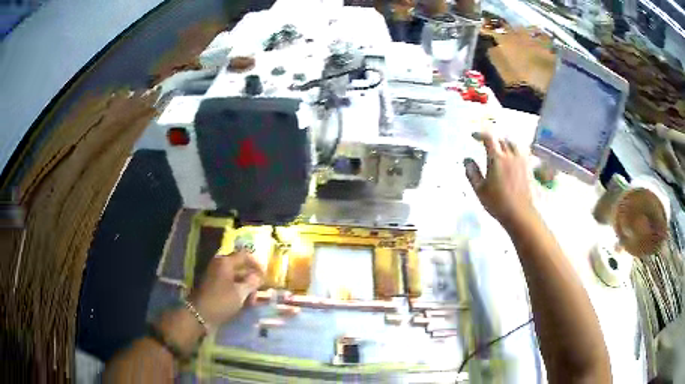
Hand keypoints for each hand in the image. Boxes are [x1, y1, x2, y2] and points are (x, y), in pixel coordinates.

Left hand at [189, 250, 263, 328]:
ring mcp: (215, 275)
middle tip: (260, 291)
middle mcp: (220, 264)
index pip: (245, 256)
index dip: (257, 264)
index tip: (265, 275)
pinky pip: (229, 284)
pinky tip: (244, 302)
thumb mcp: (240, 293)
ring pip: (235, 277)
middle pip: (240, 267)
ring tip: (252, 300)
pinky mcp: (213, 285)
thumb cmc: (222, 301)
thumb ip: (251, 282)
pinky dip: (238, 290)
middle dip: (251, 279)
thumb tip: (258, 276)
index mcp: (226, 262)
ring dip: (245, 287)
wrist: (200, 313)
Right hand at [464, 132, 534, 226]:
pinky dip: (513, 151)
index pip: (488, 138)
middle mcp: (510, 155)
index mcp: (497, 158)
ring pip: (512, 144)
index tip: (473, 137)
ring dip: (504, 143)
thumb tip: (466, 160)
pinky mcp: (527, 168)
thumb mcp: (480, 189)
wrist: (519, 213)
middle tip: (486, 145)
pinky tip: (511, 159)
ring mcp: (520, 161)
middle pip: (501, 140)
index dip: (480, 134)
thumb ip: (472, 173)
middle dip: (492, 140)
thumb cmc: (497, 202)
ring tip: (499, 149)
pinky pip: (520, 153)